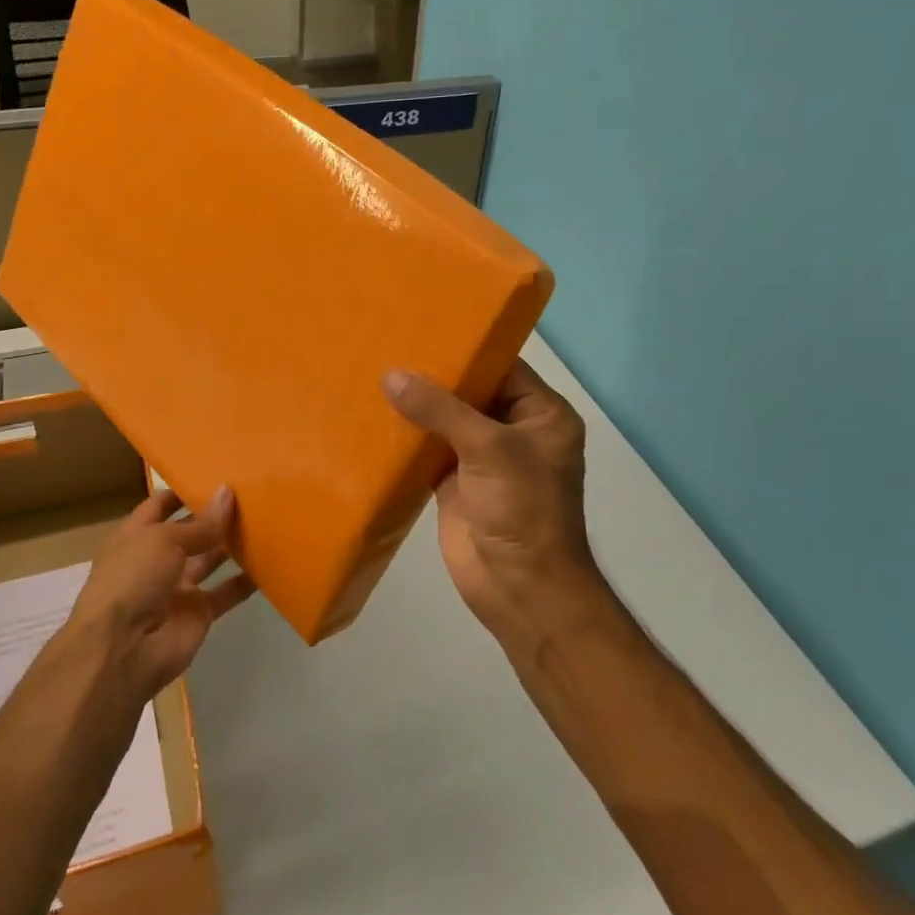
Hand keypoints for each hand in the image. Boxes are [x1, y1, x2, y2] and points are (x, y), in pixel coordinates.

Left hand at [63, 487, 255, 699]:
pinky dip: (245, 582)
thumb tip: (228, 493)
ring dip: (231, 545)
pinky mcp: (198, 614)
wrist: (123, 649)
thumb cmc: (133, 579)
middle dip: (213, 516)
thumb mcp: (164, 540)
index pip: (160, 506)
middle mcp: (156, 559)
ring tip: (263, 520)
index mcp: (136, 536)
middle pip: (189, 532)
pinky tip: (269, 564)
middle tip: (249, 494)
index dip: (183, 491)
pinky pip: (225, 593)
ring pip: (209, 560)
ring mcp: (177, 588)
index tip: (214, 474)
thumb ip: (201, 523)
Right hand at [382, 360, 602, 641]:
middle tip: (389, 342)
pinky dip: (406, 437)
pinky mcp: (456, 482)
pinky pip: (429, 450)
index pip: (502, 366)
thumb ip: (440, 409)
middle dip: (434, 375)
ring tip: (375, 371)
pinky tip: (373, 416)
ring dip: (417, 405)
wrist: (520, 589)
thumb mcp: (489, 448)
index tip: (423, 324)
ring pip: (447, 420)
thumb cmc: (522, 509)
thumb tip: (391, 375)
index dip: (466, 347)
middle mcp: (514, 430)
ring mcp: (483, 458)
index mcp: (540, 414)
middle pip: (471, 392)